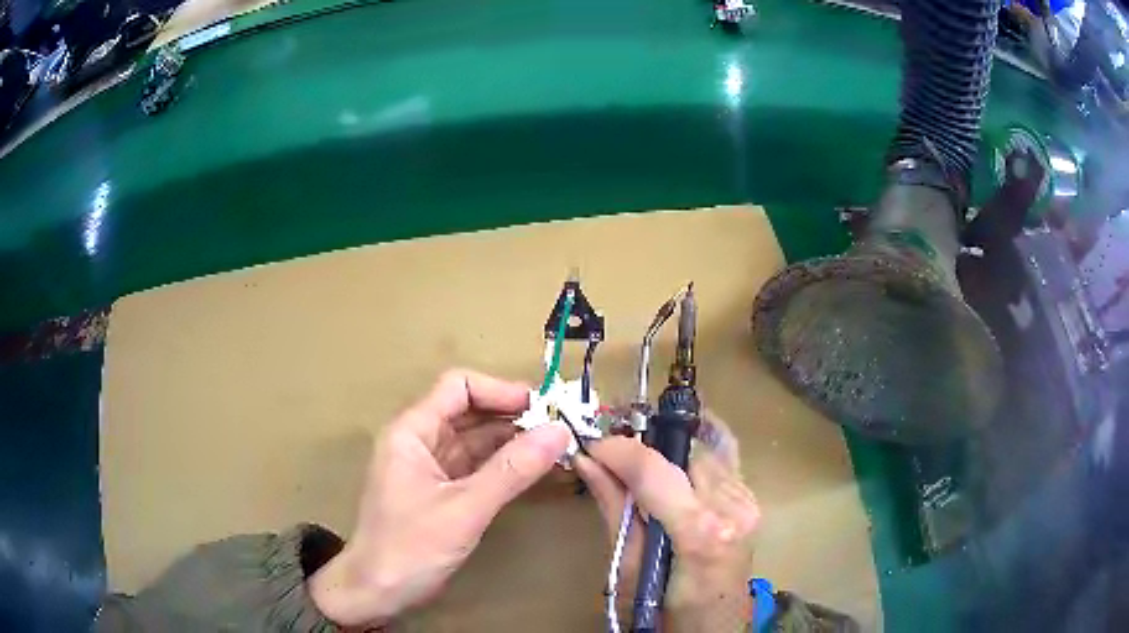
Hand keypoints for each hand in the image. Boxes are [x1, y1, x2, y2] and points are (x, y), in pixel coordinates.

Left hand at [310, 369, 570, 627]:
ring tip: (556, 448)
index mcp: (412, 431)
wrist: (378, 592)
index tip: (543, 407)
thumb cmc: (410, 547)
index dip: (500, 390)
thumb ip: (511, 470)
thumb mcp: (464, 509)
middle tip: (560, 428)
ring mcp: (432, 467)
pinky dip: (505, 467)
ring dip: (514, 442)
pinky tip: (535, 470)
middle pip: (470, 411)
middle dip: (513, 416)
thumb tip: (559, 432)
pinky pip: (478, 467)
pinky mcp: (442, 492)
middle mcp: (421, 441)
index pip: (458, 387)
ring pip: (477, 440)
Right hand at [574, 415, 759, 631]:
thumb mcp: (630, 569)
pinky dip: (692, 455)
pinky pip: (721, 459)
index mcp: (701, 532)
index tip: (591, 446)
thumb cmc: (665, 611)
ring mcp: (748, 501)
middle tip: (612, 453)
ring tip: (638, 460)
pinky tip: (673, 461)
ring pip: (705, 447)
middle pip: (684, 449)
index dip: (618, 450)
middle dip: (644, 442)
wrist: (714, 627)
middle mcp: (732, 507)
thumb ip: (615, 509)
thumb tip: (585, 462)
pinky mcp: (752, 500)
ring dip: (668, 448)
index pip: (654, 469)